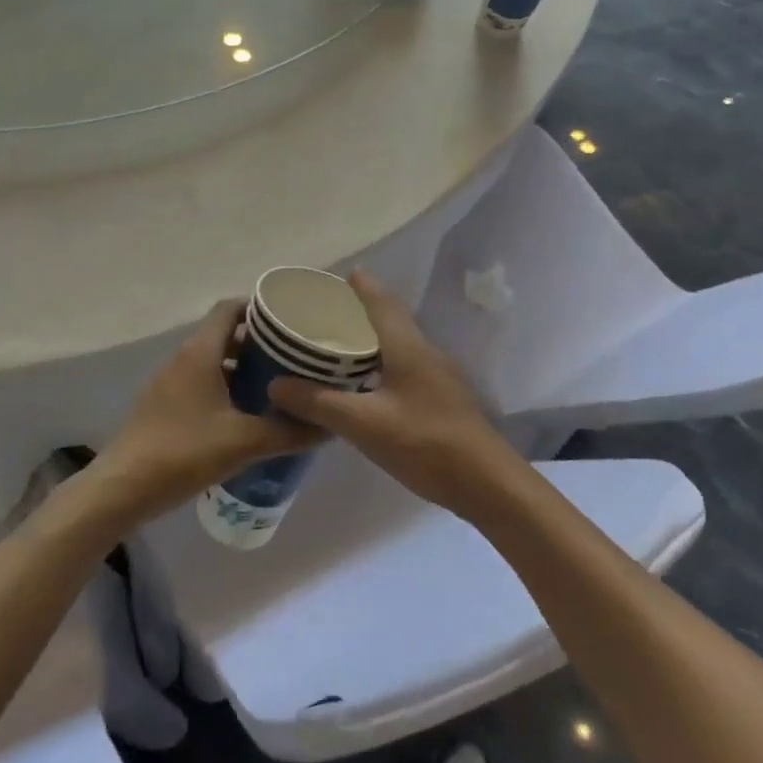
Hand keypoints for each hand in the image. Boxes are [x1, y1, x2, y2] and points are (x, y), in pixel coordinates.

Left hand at [90, 299, 322, 521]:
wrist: (123, 488)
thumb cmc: (183, 453)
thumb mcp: (244, 442)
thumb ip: (288, 432)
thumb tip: (329, 425)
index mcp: (200, 352)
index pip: (230, 308)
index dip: (259, 308)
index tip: (289, 322)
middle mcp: (183, 358)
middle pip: (224, 333)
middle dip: (258, 342)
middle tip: (292, 356)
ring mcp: (169, 382)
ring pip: (212, 360)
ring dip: (241, 366)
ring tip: (276, 385)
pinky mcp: (163, 404)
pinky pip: (200, 382)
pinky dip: (224, 387)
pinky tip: (245, 413)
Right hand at [268, 271, 515, 518]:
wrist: (487, 483)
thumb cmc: (425, 442)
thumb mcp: (364, 424)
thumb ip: (318, 403)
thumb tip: (274, 384)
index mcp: (407, 345)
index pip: (379, 299)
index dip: (356, 284)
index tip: (328, 279)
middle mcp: (424, 350)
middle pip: (388, 317)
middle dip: (356, 310)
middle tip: (320, 315)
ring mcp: (437, 374)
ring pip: (396, 342)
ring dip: (368, 338)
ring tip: (334, 347)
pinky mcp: (441, 397)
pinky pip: (403, 365)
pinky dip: (379, 363)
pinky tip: (362, 385)